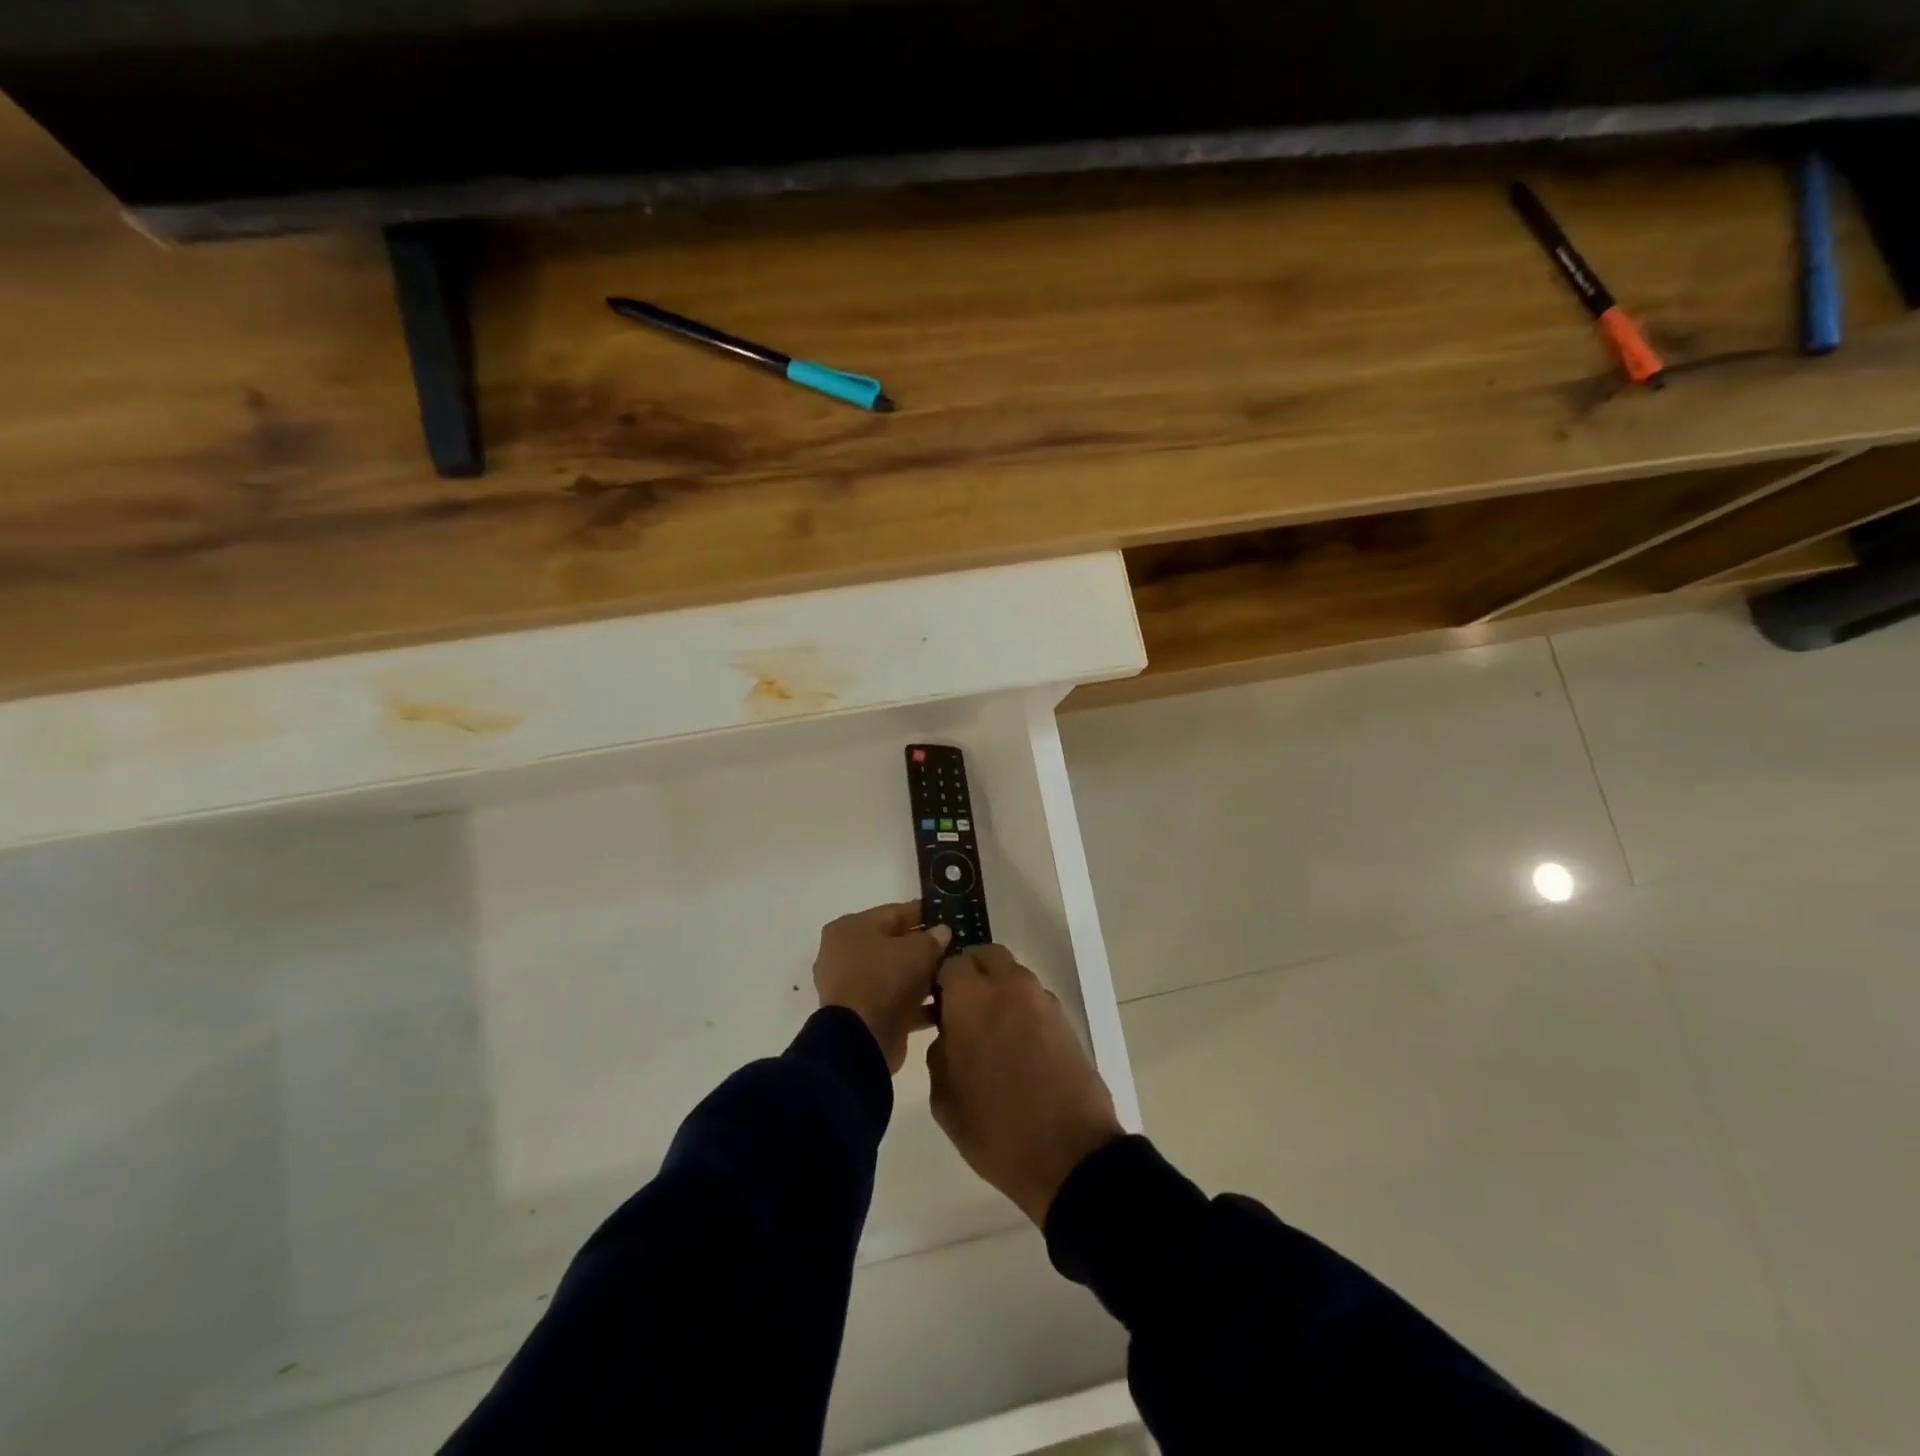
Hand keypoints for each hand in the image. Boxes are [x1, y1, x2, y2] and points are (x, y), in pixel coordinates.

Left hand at [813, 902, 951, 1074]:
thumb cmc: (885, 980)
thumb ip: (933, 938)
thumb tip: (942, 932)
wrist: (861, 1040)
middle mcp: (844, 953)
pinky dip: (915, 1003)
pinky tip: (943, 1004)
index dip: (924, 914)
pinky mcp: (860, 1016)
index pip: (894, 913)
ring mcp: (850, 987)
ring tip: (953, 976)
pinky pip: (893, 1001)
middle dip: (923, 948)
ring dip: (921, 977)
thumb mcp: (918, 951)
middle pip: (893, 944)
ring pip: (894, 975)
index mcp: (850, 928)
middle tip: (954, 948)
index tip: (949, 917)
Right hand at [928, 944, 1124, 1226]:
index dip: (941, 983)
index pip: (950, 964)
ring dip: (1000, 991)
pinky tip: (1020, 1048)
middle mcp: (1008, 986)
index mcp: (971, 998)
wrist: (1070, 1155)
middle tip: (965, 1010)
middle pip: (987, 956)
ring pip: (1013, 976)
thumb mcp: (945, 1099)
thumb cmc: (996, 1130)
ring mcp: (1042, 1000)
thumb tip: (950, 1033)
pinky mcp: (1066, 1018)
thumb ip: (940, 1052)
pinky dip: (1023, 1010)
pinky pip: (1035, 999)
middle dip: (973, 974)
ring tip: (995, 1033)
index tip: (938, 1008)